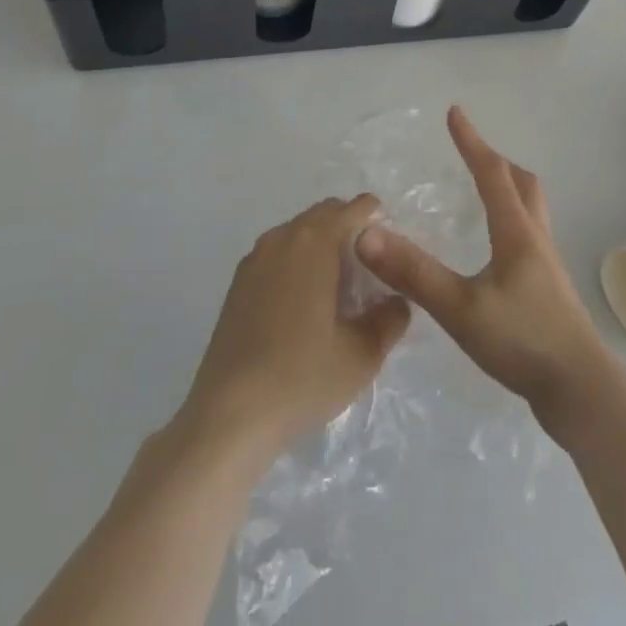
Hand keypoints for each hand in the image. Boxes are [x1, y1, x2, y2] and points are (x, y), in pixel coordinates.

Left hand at [180, 194, 410, 457]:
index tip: (391, 252)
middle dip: (350, 231)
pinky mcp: (237, 284)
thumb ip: (390, 318)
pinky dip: (297, 264)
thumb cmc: (301, 377)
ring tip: (336, 291)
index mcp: (316, 241)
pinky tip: (302, 307)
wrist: (228, 418)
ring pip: (299, 233)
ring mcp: (255, 258)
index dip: (379, 221)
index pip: (356, 208)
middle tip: (368, 272)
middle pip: (326, 214)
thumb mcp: (363, 354)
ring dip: (322, 247)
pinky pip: (278, 255)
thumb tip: (397, 300)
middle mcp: (283, 237)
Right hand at [354, 107, 609, 432]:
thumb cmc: (522, 341)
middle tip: (470, 154)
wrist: (580, 390)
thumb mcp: (461, 308)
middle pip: (522, 183)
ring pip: (531, 209)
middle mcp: (535, 238)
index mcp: (516, 232)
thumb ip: (414, 273)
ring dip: (508, 189)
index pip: (492, 173)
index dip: (471, 141)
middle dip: (495, 161)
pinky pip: (529, 235)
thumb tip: (367, 235)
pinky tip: (495, 251)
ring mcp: (546, 265)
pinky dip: (511, 221)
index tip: (455, 112)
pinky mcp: (548, 289)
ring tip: (483, 193)